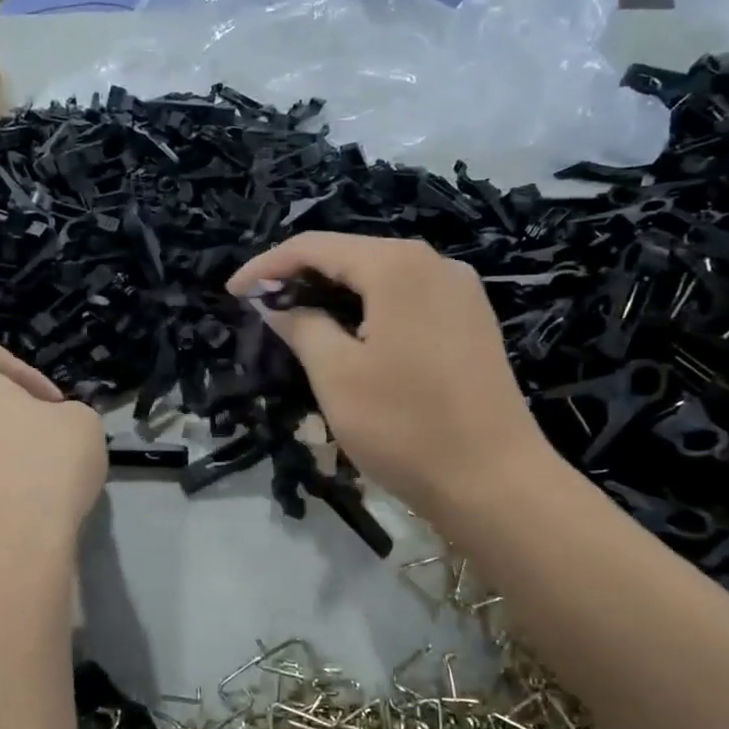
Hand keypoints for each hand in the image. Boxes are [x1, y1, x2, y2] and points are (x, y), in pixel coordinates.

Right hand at [228, 233, 559, 524]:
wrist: (495, 482)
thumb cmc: (405, 427)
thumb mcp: (336, 375)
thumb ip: (301, 326)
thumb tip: (275, 303)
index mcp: (397, 265)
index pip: (315, 246)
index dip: (267, 266)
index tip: (232, 293)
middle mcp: (434, 263)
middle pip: (351, 254)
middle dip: (301, 277)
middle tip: (261, 308)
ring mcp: (460, 291)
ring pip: (380, 276)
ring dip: (334, 293)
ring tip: (297, 321)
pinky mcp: (471, 321)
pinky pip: (407, 298)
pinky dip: (369, 308)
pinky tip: (350, 334)